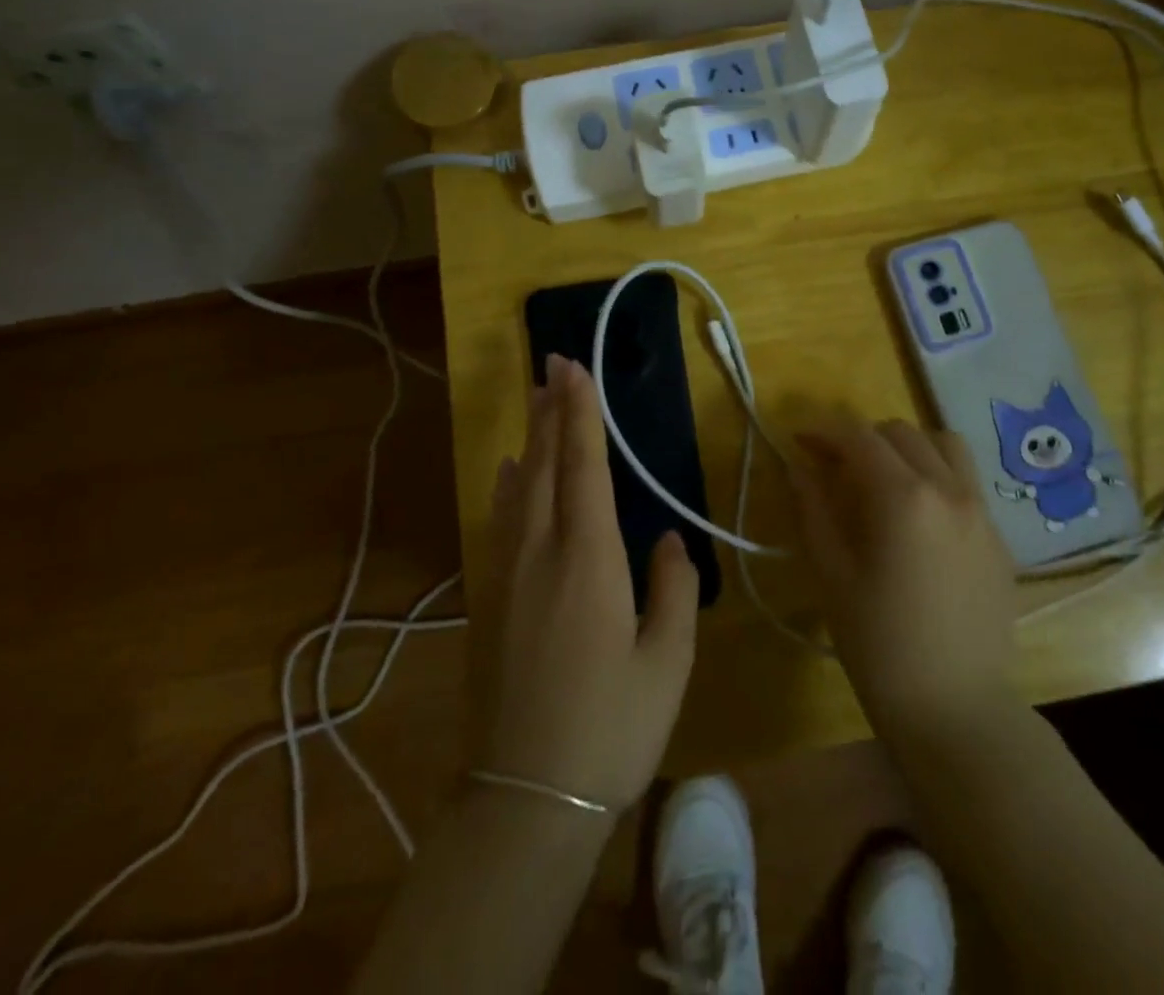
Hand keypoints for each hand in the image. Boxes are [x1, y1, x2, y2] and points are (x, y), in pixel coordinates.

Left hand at [471, 353, 699, 812]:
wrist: (524, 800)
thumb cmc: (609, 729)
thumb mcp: (666, 663)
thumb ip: (674, 590)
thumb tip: (671, 539)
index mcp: (588, 560)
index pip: (584, 467)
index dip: (581, 415)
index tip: (575, 370)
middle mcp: (540, 552)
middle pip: (544, 464)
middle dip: (550, 410)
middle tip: (552, 363)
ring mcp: (506, 575)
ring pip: (518, 488)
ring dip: (529, 439)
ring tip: (536, 401)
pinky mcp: (489, 601)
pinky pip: (501, 521)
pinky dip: (508, 485)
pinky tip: (509, 473)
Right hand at [791, 415, 1017, 743]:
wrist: (956, 710)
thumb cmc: (880, 645)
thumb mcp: (831, 575)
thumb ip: (813, 510)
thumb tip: (799, 467)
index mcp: (904, 497)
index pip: (859, 438)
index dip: (823, 432)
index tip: (798, 441)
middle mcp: (950, 490)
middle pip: (901, 433)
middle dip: (862, 439)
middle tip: (834, 468)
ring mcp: (982, 512)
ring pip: (944, 445)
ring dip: (907, 447)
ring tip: (884, 478)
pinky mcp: (999, 538)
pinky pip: (966, 481)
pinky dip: (936, 475)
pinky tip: (918, 518)